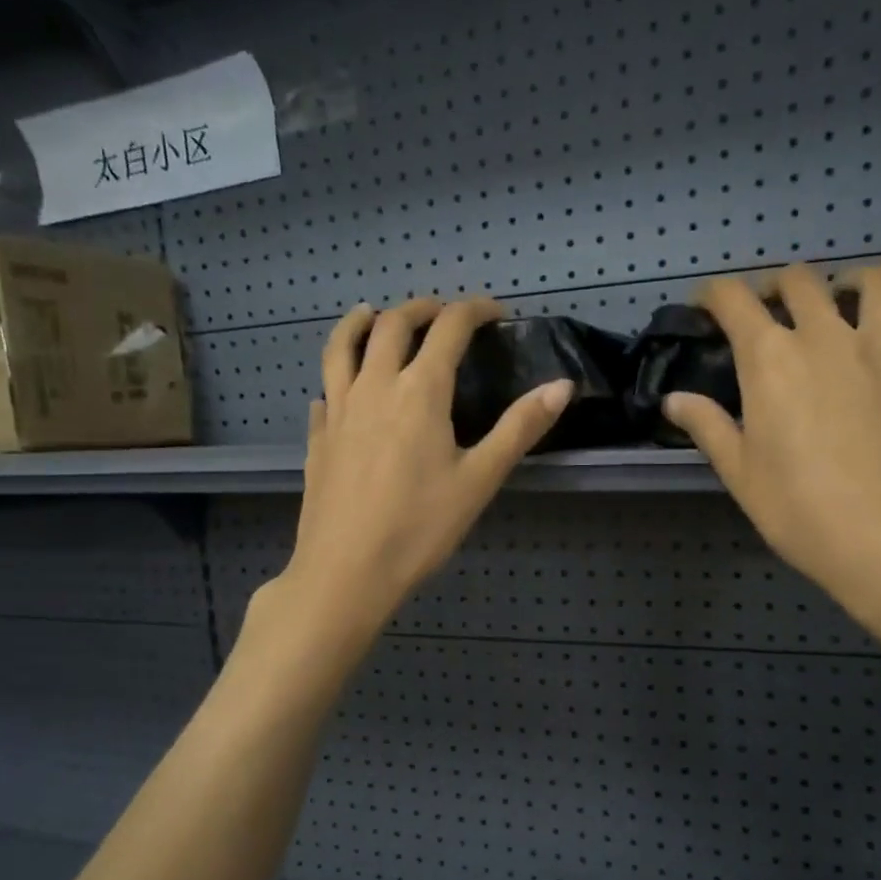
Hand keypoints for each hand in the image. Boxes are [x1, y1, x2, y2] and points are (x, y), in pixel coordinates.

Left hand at [264, 296, 572, 642]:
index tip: (495, 312)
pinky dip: (337, 376)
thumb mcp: (480, 479)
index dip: (474, 310)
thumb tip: (562, 385)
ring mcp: (339, 409)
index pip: (449, 328)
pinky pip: (325, 390)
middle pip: (392, 325)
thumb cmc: (420, 527)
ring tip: (372, 314)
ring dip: (361, 322)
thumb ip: (520, 428)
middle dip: (421, 308)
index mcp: (419, 391)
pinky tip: (341, 389)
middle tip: (443, 311)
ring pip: (342, 346)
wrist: (346, 571)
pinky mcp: (318, 437)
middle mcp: (374, 386)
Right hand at [665, 264, 880, 637]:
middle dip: (777, 285)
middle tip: (770, 308)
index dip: (714, 293)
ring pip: (877, 285)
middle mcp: (828, 338)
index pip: (735, 300)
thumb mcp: (740, 475)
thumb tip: (674, 399)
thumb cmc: (800, 512)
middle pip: (801, 280)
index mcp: (772, 359)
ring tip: (846, 301)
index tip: (706, 304)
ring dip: (855, 283)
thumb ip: (708, 427)